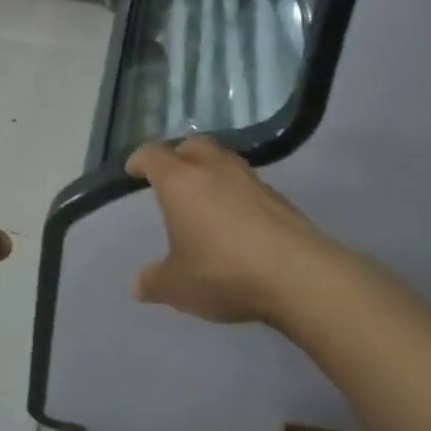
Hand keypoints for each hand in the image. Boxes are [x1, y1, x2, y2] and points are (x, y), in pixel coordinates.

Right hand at [126, 136, 339, 323]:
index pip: (153, 155)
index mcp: (181, 182)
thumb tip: (138, 285)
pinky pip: (248, 183)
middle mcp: (215, 170)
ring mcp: (251, 180)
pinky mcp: (278, 198)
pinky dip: (236, 191)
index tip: (133, 169)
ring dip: (210, 169)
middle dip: (178, 155)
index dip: (140, 159)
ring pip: (224, 160)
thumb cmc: (223, 272)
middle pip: (193, 145)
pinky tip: (236, 218)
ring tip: (204, 195)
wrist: (297, 275)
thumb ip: (154, 282)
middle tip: (171, 175)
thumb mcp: (178, 286)